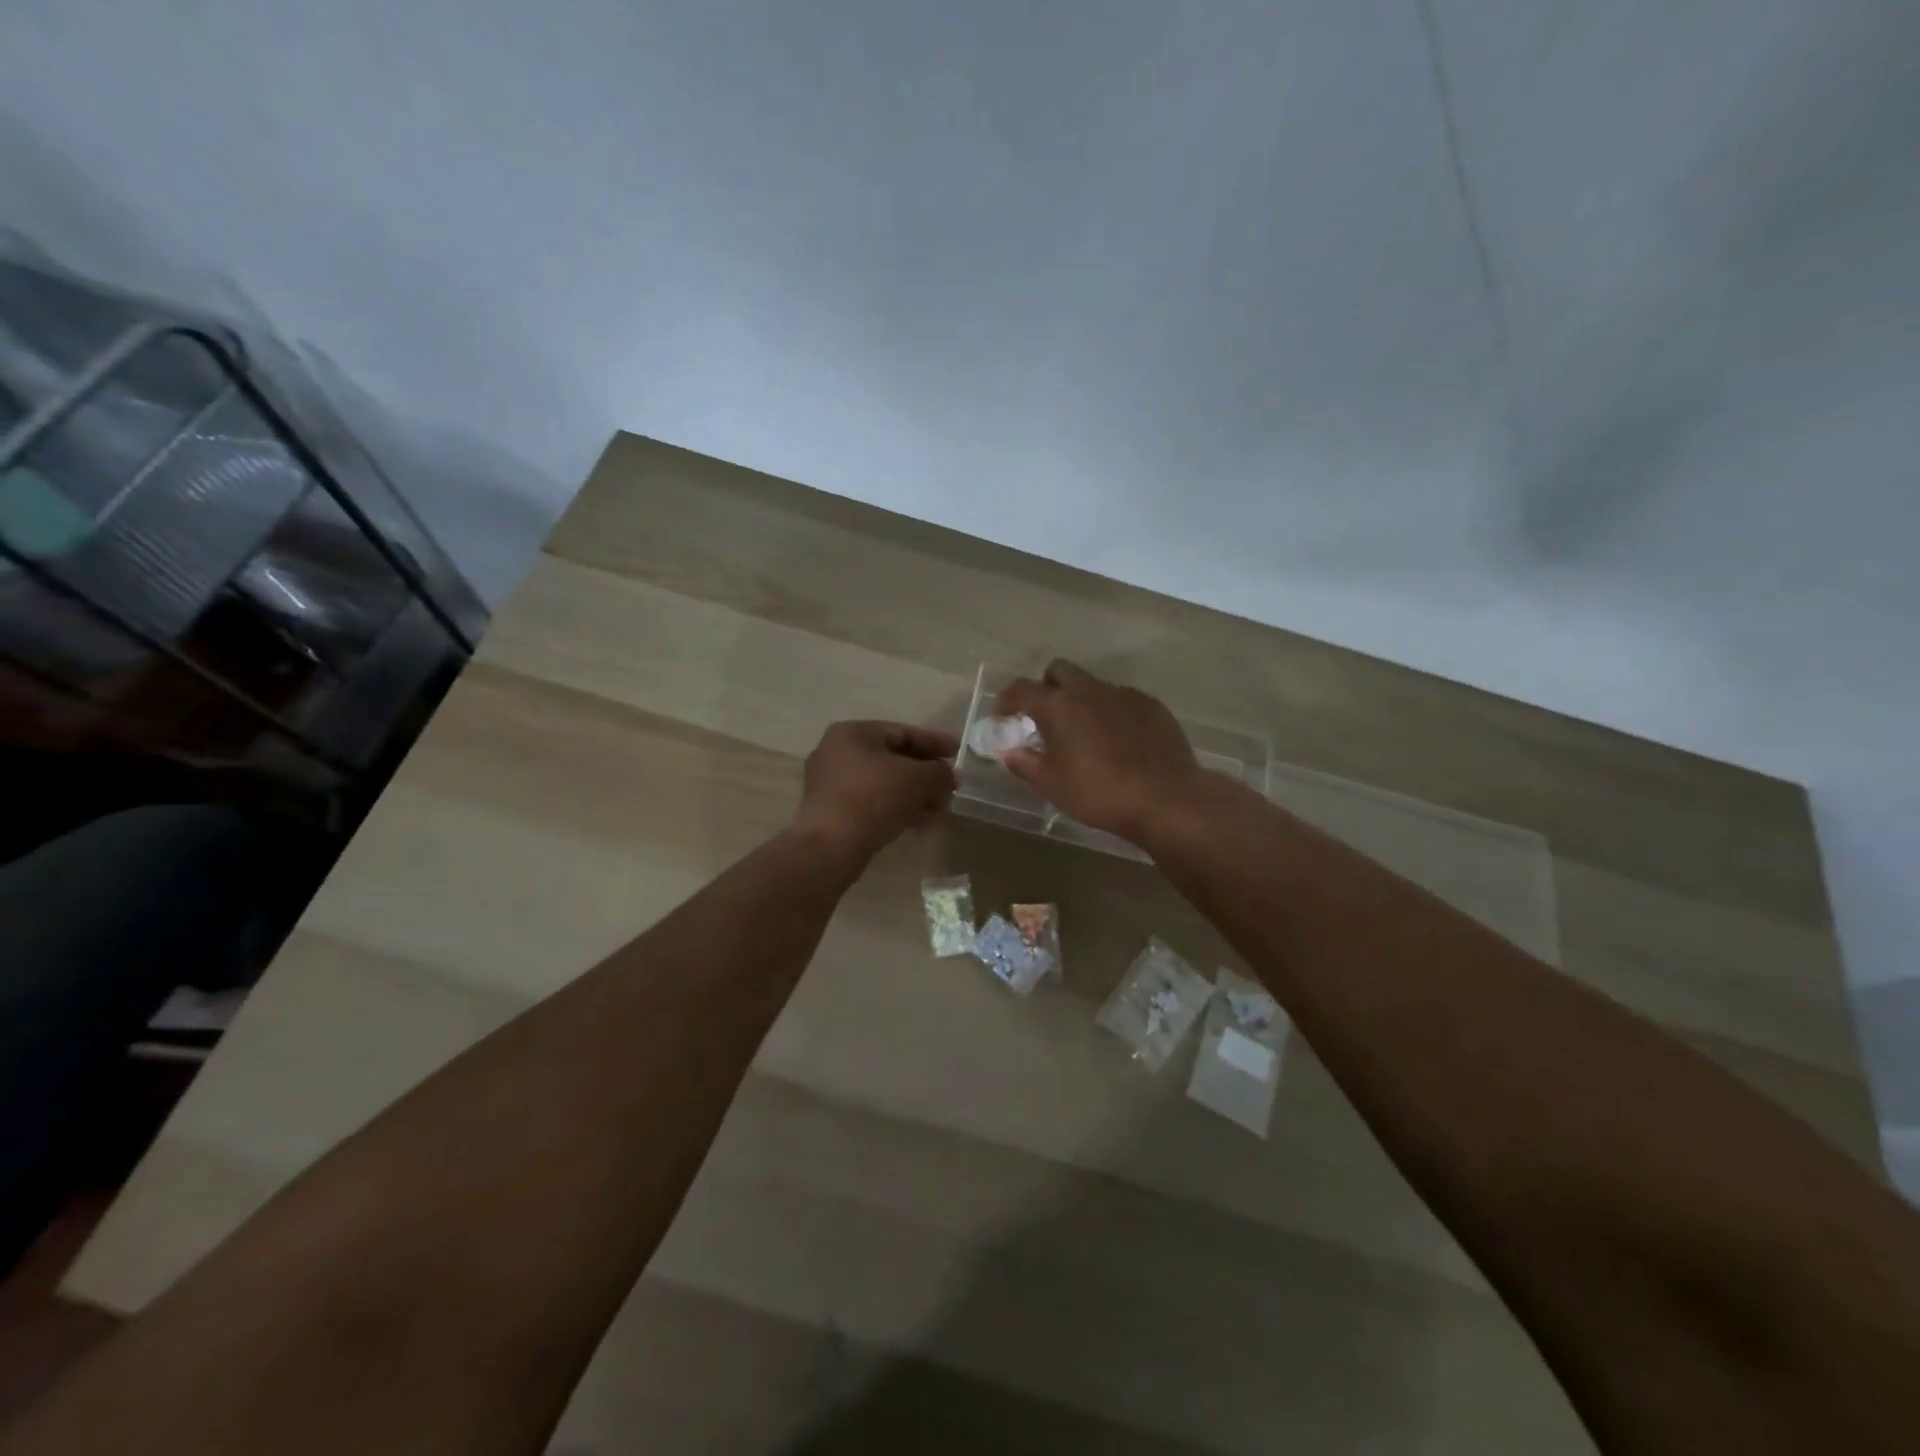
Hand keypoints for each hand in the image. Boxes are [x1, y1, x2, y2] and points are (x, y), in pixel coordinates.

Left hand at [790, 720, 957, 866]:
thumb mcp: (918, 779)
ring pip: (884, 784)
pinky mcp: (831, 811)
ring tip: (941, 810)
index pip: (903, 732)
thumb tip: (949, 776)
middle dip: (926, 775)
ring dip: (915, 795)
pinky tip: (920, 824)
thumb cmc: (874, 798)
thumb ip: (940, 772)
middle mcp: (837, 752)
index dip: (935, 742)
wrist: (830, 846)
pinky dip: (897, 808)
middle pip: (893, 759)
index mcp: (853, 733)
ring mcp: (831, 783)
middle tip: (951, 787)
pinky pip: (872, 802)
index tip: (958, 752)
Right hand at [993, 660, 1205, 844]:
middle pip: (1059, 671)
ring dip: (1080, 700)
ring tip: (1084, 734)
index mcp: (1059, 706)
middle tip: (1044, 718)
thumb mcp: (1052, 786)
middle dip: (1046, 687)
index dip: (1006, 700)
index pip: (1021, 689)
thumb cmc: (1099, 794)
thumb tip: (1008, 752)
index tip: (1002, 716)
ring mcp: (1124, 694)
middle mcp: (1089, 690)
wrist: (1166, 799)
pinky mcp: (1152, 705)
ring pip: (1092, 685)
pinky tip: (1117, 742)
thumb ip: (1025, 764)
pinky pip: (1121, 699)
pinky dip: (1110, 712)